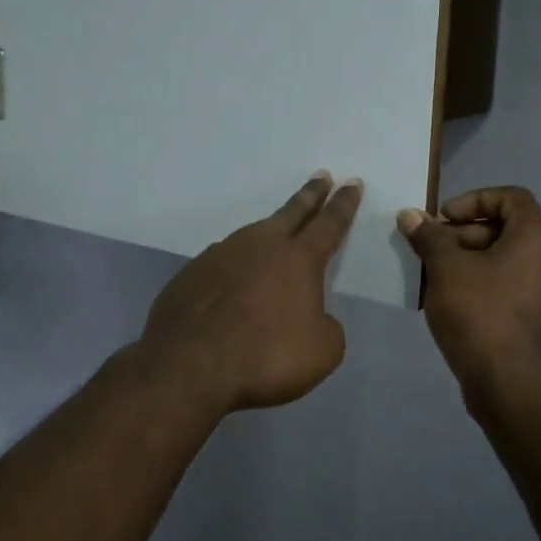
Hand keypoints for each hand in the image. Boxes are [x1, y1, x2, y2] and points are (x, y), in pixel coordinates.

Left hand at [139, 172, 362, 412]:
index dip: (343, 204)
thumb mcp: (322, 351)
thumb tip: (313, 318)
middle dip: (311, 194)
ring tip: (277, 228)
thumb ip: (326, 327)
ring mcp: (221, 255)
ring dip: (271, 228)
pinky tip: (234, 275)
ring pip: (254, 233)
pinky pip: (224, 260)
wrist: (188, 364)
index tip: (352, 182)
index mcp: (298, 259)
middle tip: (321, 176)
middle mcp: (261, 246)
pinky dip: (236, 262)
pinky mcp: (192, 273)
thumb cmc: (266, 355)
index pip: (329, 224)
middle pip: (292, 212)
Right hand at [398, 187, 540, 393]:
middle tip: (433, 250)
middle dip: (466, 235)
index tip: (443, 219)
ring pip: (511, 262)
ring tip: (438, 278)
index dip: (474, 200)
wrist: (511, 386)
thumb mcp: (446, 270)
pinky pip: (517, 289)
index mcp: (538, 238)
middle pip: (510, 230)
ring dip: (474, 261)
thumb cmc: (480, 314)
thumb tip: (409, 214)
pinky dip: (489, 286)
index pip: (512, 198)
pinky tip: (457, 304)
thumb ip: (429, 237)